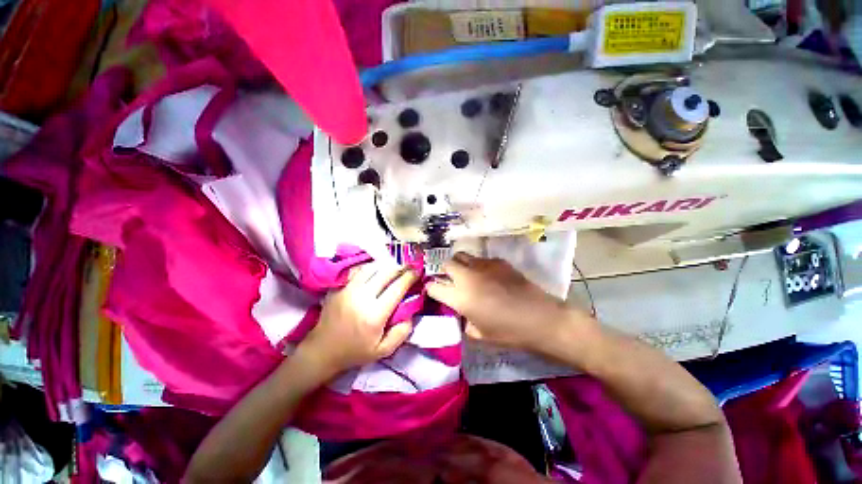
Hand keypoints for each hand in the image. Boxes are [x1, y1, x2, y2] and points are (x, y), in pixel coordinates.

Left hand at [297, 262, 417, 379]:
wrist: (322, 350)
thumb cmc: (355, 352)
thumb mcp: (383, 351)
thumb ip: (401, 333)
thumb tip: (410, 312)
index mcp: (374, 315)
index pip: (397, 288)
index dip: (409, 277)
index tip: (417, 271)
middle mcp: (362, 298)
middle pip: (385, 273)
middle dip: (400, 266)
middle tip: (408, 266)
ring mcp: (348, 290)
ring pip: (372, 268)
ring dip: (386, 265)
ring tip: (394, 266)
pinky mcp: (339, 287)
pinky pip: (358, 271)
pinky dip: (371, 268)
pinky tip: (376, 270)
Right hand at [427, 253, 592, 352]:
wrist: (540, 318)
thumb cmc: (508, 332)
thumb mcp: (480, 335)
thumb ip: (465, 321)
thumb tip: (463, 314)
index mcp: (460, 297)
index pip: (434, 287)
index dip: (432, 289)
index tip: (435, 292)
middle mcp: (467, 277)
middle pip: (446, 264)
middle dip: (445, 271)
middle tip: (452, 281)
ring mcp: (483, 266)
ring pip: (462, 256)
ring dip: (461, 265)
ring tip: (469, 275)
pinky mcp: (498, 261)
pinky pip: (481, 259)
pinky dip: (479, 266)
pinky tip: (489, 276)